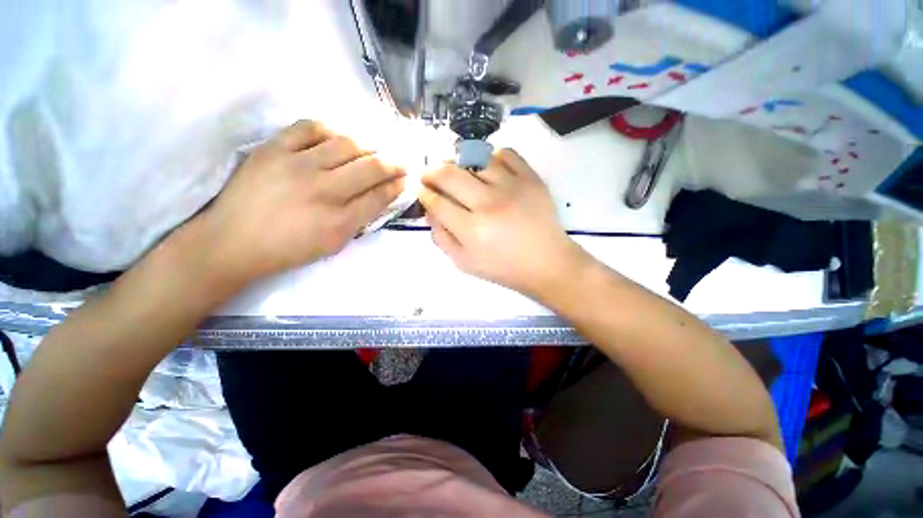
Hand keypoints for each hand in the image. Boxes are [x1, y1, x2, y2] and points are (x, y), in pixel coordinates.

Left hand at [188, 120, 404, 284]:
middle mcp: (324, 190)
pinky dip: (329, 130)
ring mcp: (297, 165)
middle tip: (398, 163)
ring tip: (372, 150)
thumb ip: (361, 219)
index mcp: (340, 221)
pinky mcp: (273, 149)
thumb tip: (382, 195)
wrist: (233, 241)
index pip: (380, 195)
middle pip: (370, 167)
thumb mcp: (334, 244)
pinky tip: (335, 138)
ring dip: (368, 146)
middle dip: (392, 163)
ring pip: (346, 144)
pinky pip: (309, 127)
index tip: (404, 179)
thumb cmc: (290, 249)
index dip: (397, 184)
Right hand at [419, 149, 589, 297]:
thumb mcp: (464, 262)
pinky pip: (506, 154)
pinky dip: (493, 157)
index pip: (436, 202)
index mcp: (471, 230)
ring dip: (460, 163)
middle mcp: (488, 204)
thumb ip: (441, 238)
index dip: (424, 194)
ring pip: (475, 159)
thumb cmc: (503, 267)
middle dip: (432, 173)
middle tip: (430, 175)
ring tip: (459, 171)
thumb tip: (429, 211)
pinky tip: (489, 169)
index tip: (422, 190)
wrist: (546, 262)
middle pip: (449, 175)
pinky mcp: (530, 178)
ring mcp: (511, 187)